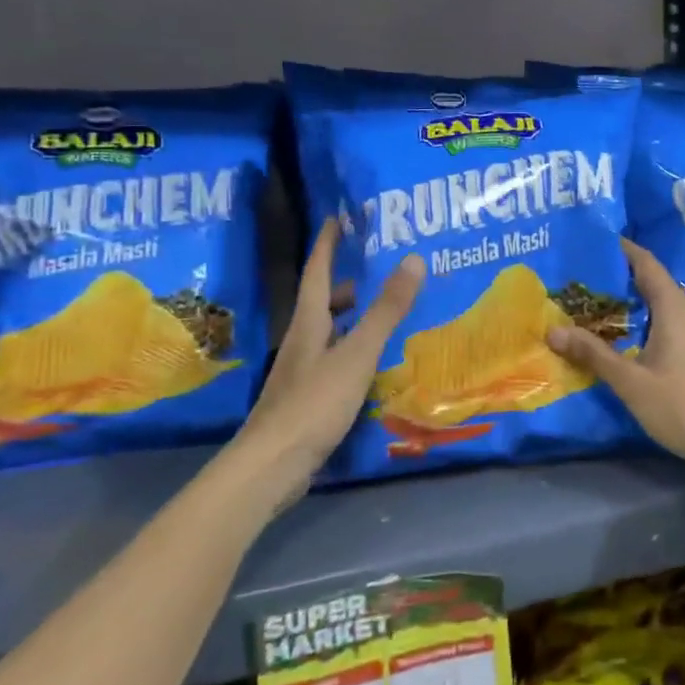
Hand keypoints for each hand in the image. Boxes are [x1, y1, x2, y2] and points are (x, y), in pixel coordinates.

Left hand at [239, 220, 423, 494]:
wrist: (271, 467)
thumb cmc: (314, 403)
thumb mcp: (357, 354)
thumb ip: (386, 311)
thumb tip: (413, 258)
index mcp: (309, 324)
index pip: (318, 273)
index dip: (328, 244)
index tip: (337, 217)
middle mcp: (301, 343)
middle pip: (323, 303)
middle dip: (346, 283)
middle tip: (377, 268)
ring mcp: (301, 373)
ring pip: (328, 333)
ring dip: (351, 318)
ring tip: (382, 313)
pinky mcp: (306, 400)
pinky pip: (333, 361)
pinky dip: (353, 350)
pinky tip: (372, 364)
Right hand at [546, 239, 684, 474]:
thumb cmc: (679, 406)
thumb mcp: (629, 381)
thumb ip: (593, 354)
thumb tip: (552, 330)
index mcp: (674, 310)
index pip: (648, 265)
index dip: (625, 250)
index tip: (598, 241)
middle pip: (655, 282)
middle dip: (623, 275)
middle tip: (588, 274)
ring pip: (662, 304)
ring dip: (634, 299)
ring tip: (600, 301)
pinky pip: (669, 322)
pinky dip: (645, 318)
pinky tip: (627, 334)